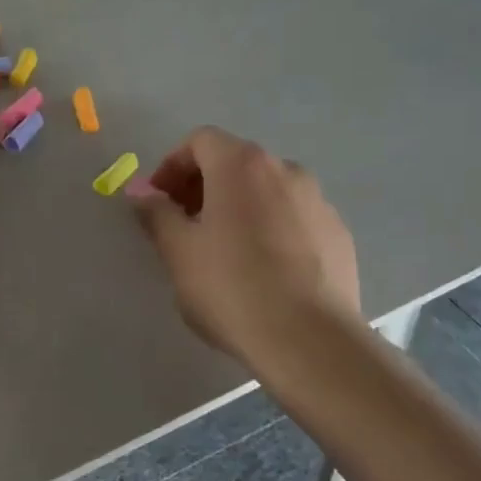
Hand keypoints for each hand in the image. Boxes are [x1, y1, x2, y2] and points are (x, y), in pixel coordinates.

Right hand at [131, 127, 359, 363]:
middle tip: (183, 225)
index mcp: (242, 165)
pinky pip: (293, 217)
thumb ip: (156, 213)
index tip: (158, 201)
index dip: (171, 165)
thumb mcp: (178, 251)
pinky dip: (270, 227)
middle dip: (203, 186)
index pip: (200, 141)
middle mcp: (285, 170)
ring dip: (238, 206)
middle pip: (234, 162)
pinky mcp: (338, 233)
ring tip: (223, 249)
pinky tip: (262, 269)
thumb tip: (141, 193)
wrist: (310, 340)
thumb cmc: (232, 287)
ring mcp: (318, 201)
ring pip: (266, 190)